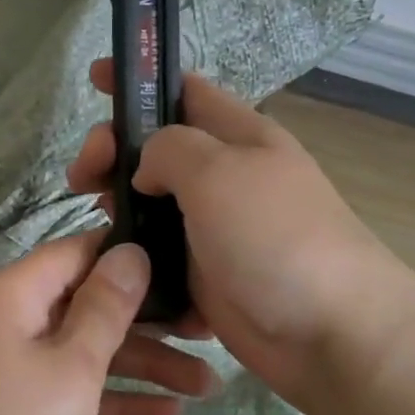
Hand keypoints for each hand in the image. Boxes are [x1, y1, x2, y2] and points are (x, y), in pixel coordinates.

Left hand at [0, 231, 215, 414]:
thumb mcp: (71, 366)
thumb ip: (106, 307)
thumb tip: (129, 250)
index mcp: (9, 295)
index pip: (75, 253)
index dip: (126, 255)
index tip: (181, 264)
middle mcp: (4, 323)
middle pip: (85, 305)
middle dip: (147, 322)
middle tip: (207, 334)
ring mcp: (7, 371)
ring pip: (83, 353)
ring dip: (141, 367)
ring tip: (207, 387)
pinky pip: (69, 393)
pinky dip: (112, 401)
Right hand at [68, 62, 414, 413]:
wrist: (331, 334)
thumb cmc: (275, 237)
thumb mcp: (217, 171)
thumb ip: (168, 149)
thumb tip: (147, 169)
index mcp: (239, 136)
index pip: (184, 90)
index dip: (140, 80)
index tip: (94, 80)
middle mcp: (226, 176)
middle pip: (156, 148)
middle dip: (114, 151)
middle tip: (84, 176)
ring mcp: (215, 228)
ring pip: (151, 203)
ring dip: (118, 205)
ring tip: (99, 220)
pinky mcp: (206, 275)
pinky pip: (159, 254)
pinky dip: (136, 255)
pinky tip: (116, 265)